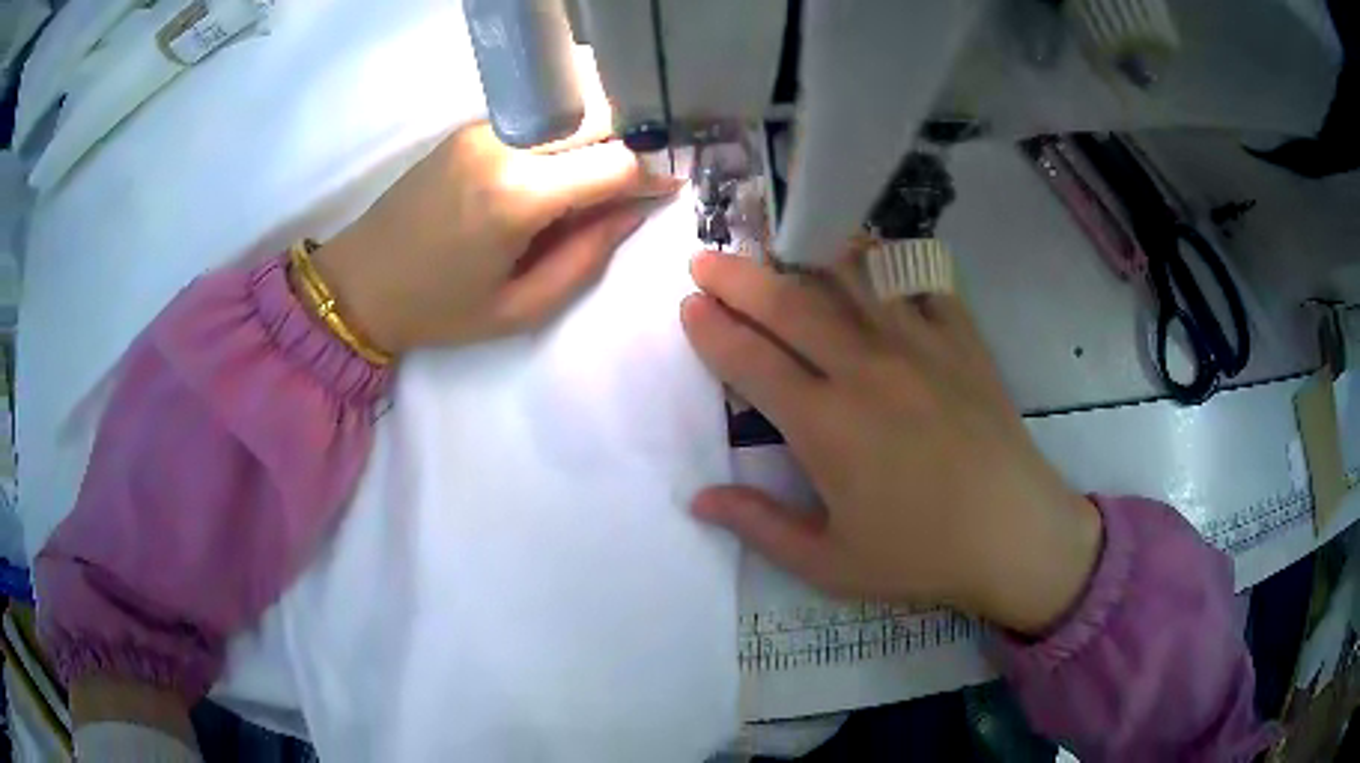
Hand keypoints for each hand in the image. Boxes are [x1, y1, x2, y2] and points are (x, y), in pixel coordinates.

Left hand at [312, 123, 679, 353]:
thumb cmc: (438, 309)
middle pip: (597, 124)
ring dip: (595, 142)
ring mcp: (483, 129)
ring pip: (568, 118)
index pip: (614, 161)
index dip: (652, 174)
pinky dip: (560, 142)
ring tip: (596, 184)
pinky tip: (553, 174)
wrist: (358, 282)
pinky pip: (535, 123)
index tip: (668, 189)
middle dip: (629, 150)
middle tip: (637, 185)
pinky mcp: (469, 128)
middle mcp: (504, 145)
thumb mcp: (520, 307)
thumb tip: (632, 211)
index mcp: (517, 196)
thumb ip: (586, 257)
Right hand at [680, 252, 1101, 634]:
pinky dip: (885, 256)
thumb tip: (700, 499)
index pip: (750, 361)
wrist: (1014, 533)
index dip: (711, 330)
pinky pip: (918, 277)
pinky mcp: (961, 337)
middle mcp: (865, 369)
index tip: (688, 306)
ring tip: (775, 245)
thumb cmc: (921, 555)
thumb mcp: (830, 563)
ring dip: (802, 255)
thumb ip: (761, 526)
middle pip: (788, 305)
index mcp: (826, 426)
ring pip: (849, 278)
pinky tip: (865, 249)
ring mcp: (918, 344)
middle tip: (704, 260)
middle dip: (736, 278)